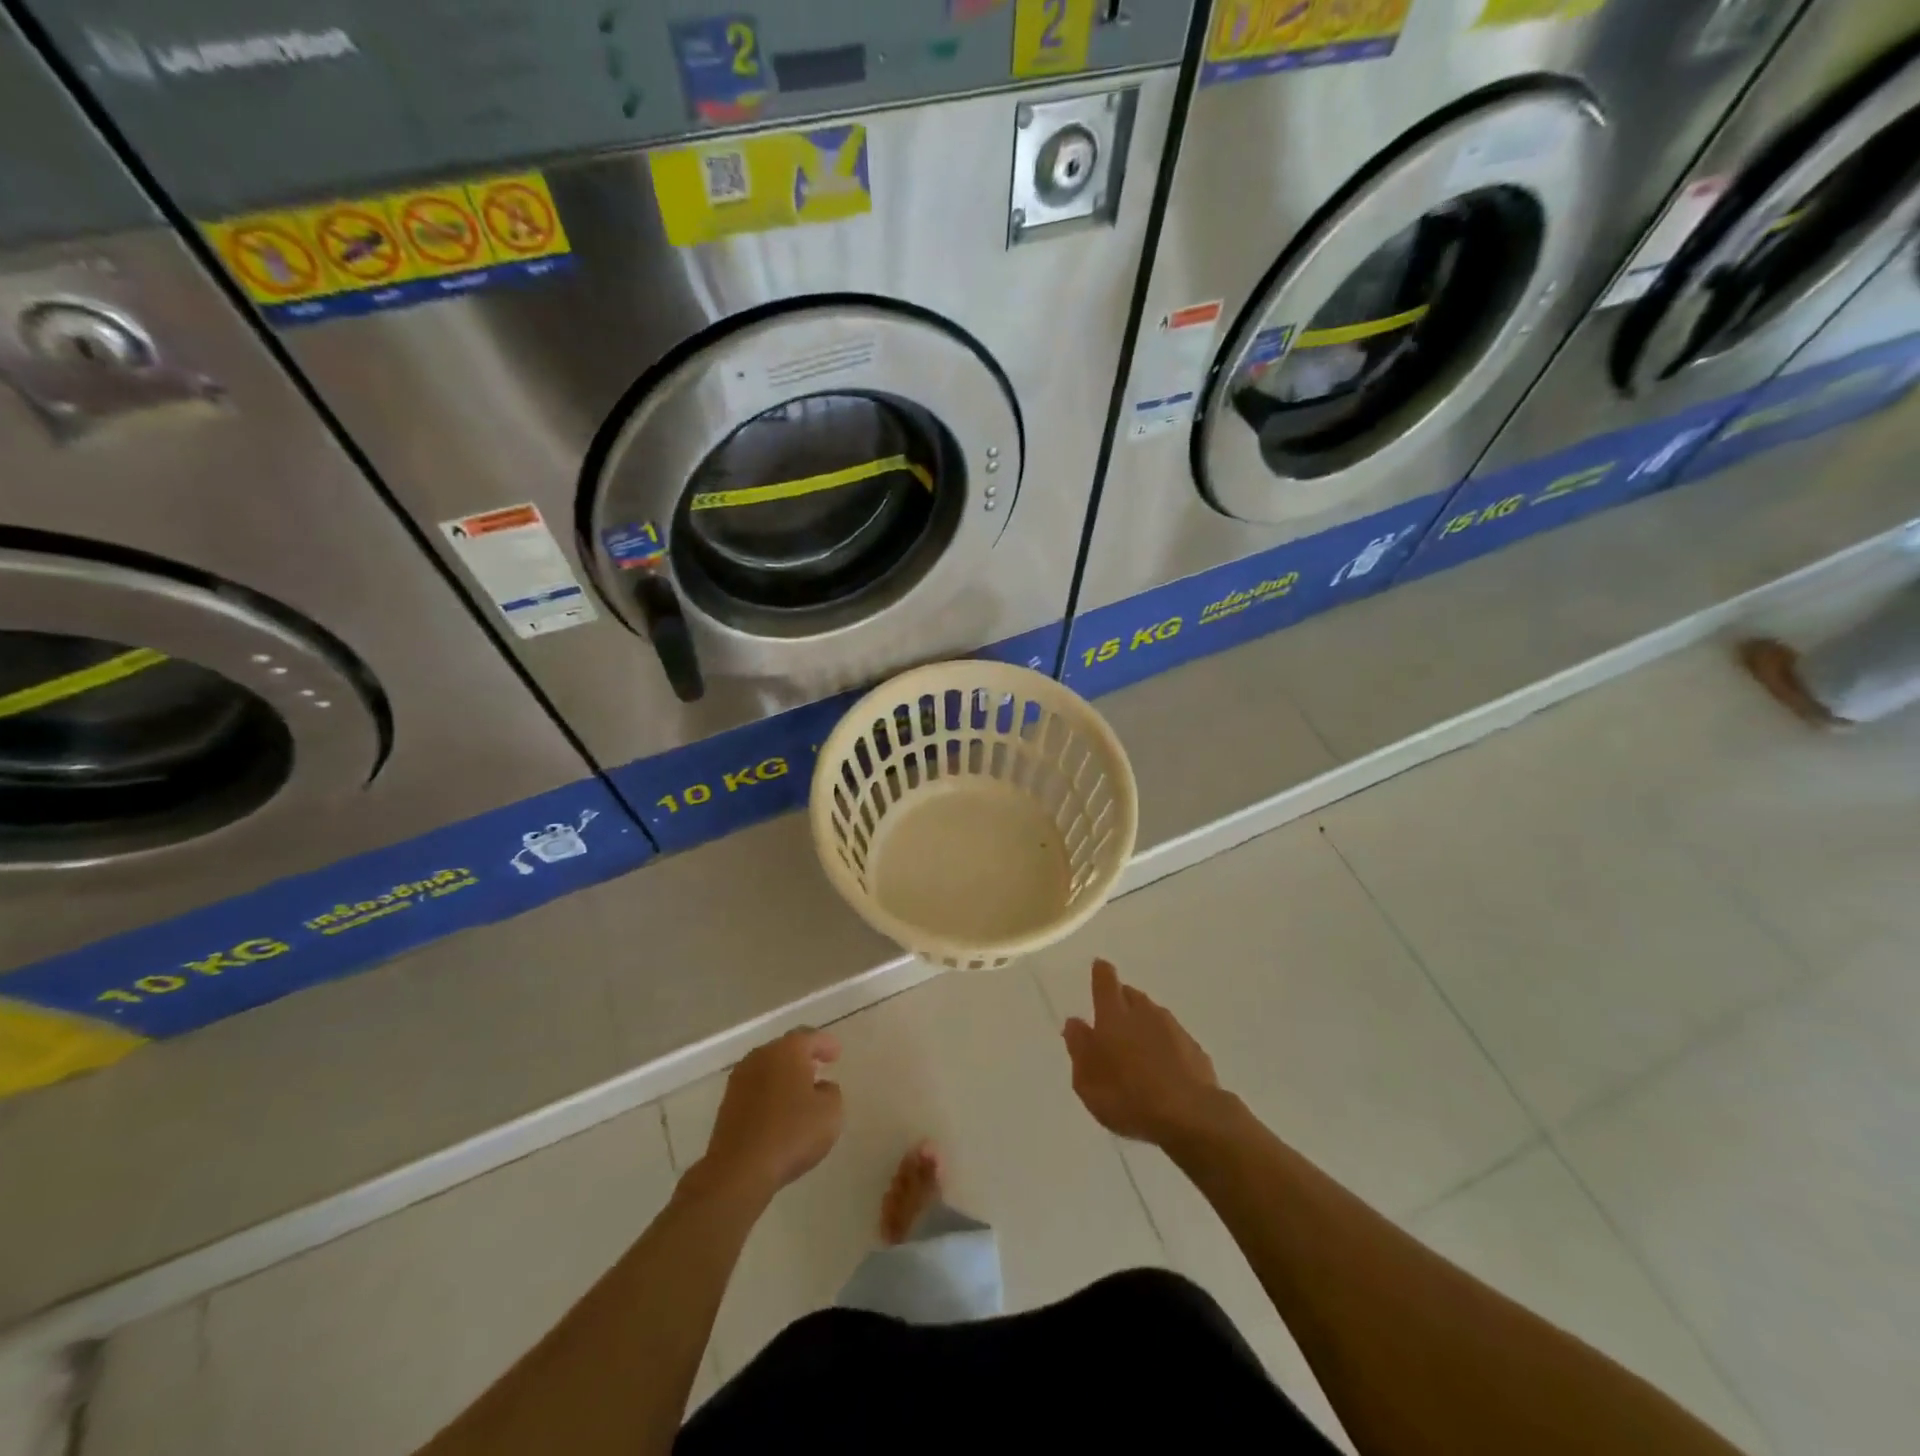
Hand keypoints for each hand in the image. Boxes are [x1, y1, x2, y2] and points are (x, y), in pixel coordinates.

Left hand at [692, 1028, 843, 1204]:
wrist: (739, 1170)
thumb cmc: (791, 1134)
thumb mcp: (830, 1112)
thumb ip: (831, 1092)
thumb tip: (820, 1087)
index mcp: (787, 1050)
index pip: (810, 1037)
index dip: (825, 1044)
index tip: (836, 1054)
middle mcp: (761, 1056)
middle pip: (786, 1049)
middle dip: (803, 1057)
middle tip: (819, 1068)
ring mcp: (740, 1079)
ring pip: (768, 1068)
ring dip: (784, 1075)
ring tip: (800, 1091)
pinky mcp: (727, 1104)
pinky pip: (756, 1089)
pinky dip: (770, 1093)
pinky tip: (779, 1111)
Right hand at [1063, 960, 1226, 1149]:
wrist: (1191, 1117)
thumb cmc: (1129, 1099)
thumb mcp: (1088, 1082)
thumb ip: (1079, 1049)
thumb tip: (1074, 1023)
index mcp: (1113, 1016)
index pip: (1105, 981)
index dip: (1101, 972)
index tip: (1099, 967)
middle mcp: (1144, 1013)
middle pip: (1131, 995)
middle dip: (1121, 1000)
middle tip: (1112, 1020)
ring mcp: (1173, 1029)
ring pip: (1153, 1015)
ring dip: (1143, 1023)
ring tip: (1136, 1048)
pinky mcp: (1194, 1049)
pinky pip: (1173, 1038)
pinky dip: (1164, 1044)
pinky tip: (1162, 1068)